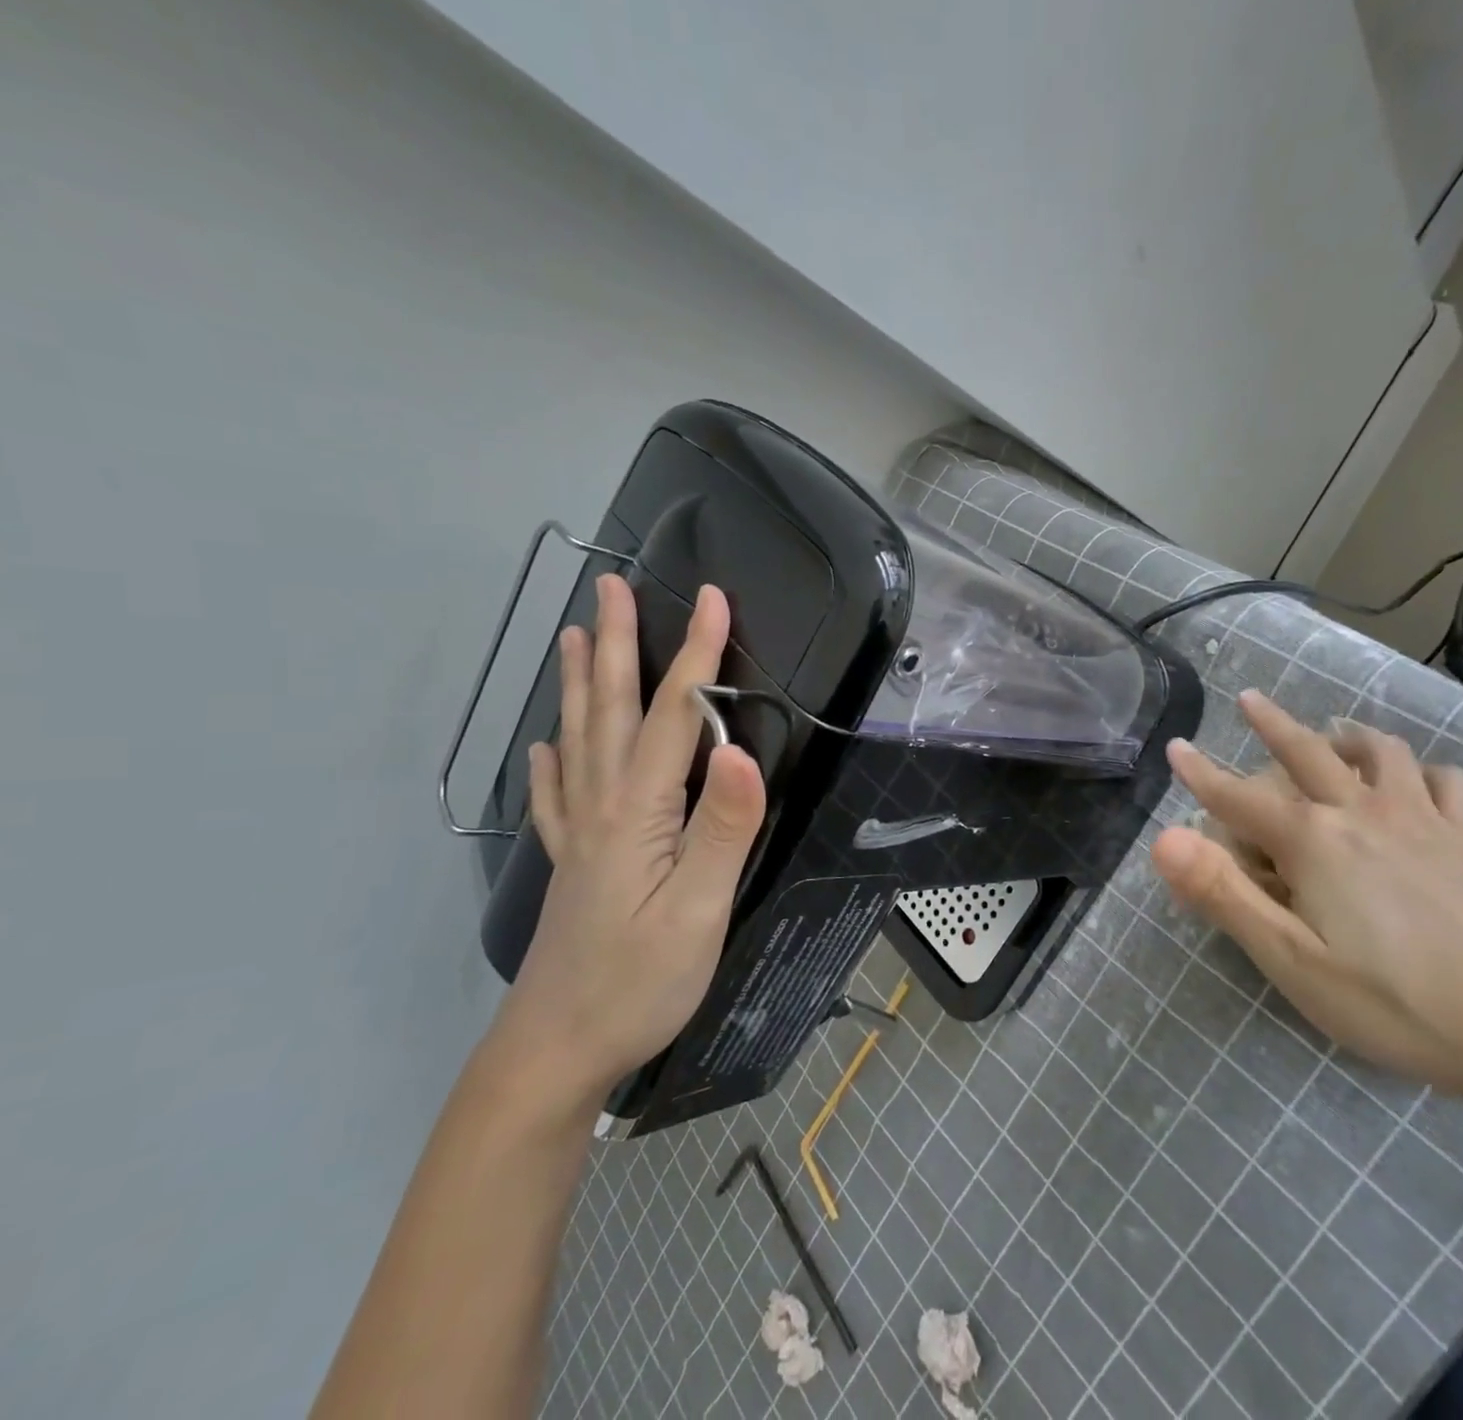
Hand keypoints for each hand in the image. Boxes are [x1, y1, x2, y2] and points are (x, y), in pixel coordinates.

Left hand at [488, 576, 765, 1102]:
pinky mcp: (572, 864)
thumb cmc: (639, 982)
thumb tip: (741, 751)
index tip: (712, 597)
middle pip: (614, 711)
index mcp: (640, 812)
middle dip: (619, 645)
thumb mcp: (698, 911)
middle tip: (609, 587)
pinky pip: (556, 796)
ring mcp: (581, 835)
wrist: (556, 1051)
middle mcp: (603, 808)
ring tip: (574, 637)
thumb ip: (722, 829)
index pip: (677, 716)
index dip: (697, 654)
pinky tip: (544, 746)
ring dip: (582, 685)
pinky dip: (551, 762)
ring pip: (580, 741)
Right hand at [1152, 690, 1462, 1102]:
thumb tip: (1165, 837)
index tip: (1176, 747)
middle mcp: (1362, 812)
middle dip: (1272, 724)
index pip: (1239, 798)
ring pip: (1381, 752)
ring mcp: (1422, 820)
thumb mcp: (1291, 960)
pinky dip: (1420, 769)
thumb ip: (1224, 894)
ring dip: (1347, 735)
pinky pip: (1444, 781)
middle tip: (1250, 699)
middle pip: (1307, 752)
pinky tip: (1415, 780)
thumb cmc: (1394, 1003)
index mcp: (1314, 841)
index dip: (1201, 774)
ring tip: (1333, 732)